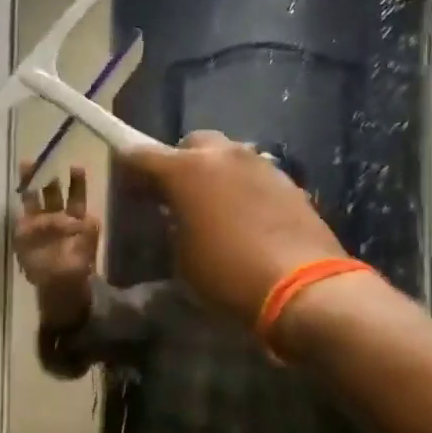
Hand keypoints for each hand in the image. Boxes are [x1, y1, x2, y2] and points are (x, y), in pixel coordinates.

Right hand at [13, 164, 100, 314]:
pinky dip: (22, 210)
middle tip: (44, 159)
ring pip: (34, 199)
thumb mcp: (88, 245)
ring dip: (30, 183)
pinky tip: (20, 196)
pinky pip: (23, 218)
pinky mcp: (24, 234)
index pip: (75, 195)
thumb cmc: (78, 266)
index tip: (76, 167)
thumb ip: (87, 231)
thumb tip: (81, 219)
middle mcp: (56, 217)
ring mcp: (38, 224)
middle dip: (47, 175)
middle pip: (51, 192)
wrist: (61, 288)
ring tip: (26, 166)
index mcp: (75, 217)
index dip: (76, 181)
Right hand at [119, 131, 367, 325]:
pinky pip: (253, 175)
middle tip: (175, 196)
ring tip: (213, 208)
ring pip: (226, 156)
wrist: (304, 288)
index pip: (141, 155)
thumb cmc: (228, 274)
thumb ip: (172, 224)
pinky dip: (242, 188)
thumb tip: (176, 216)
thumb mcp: (182, 257)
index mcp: (186, 169)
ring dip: (214, 174)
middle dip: (179, 163)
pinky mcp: (288, 181)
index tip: (127, 185)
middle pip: (191, 144)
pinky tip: (245, 218)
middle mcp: (222, 155)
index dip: (129, 168)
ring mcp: (259, 164)